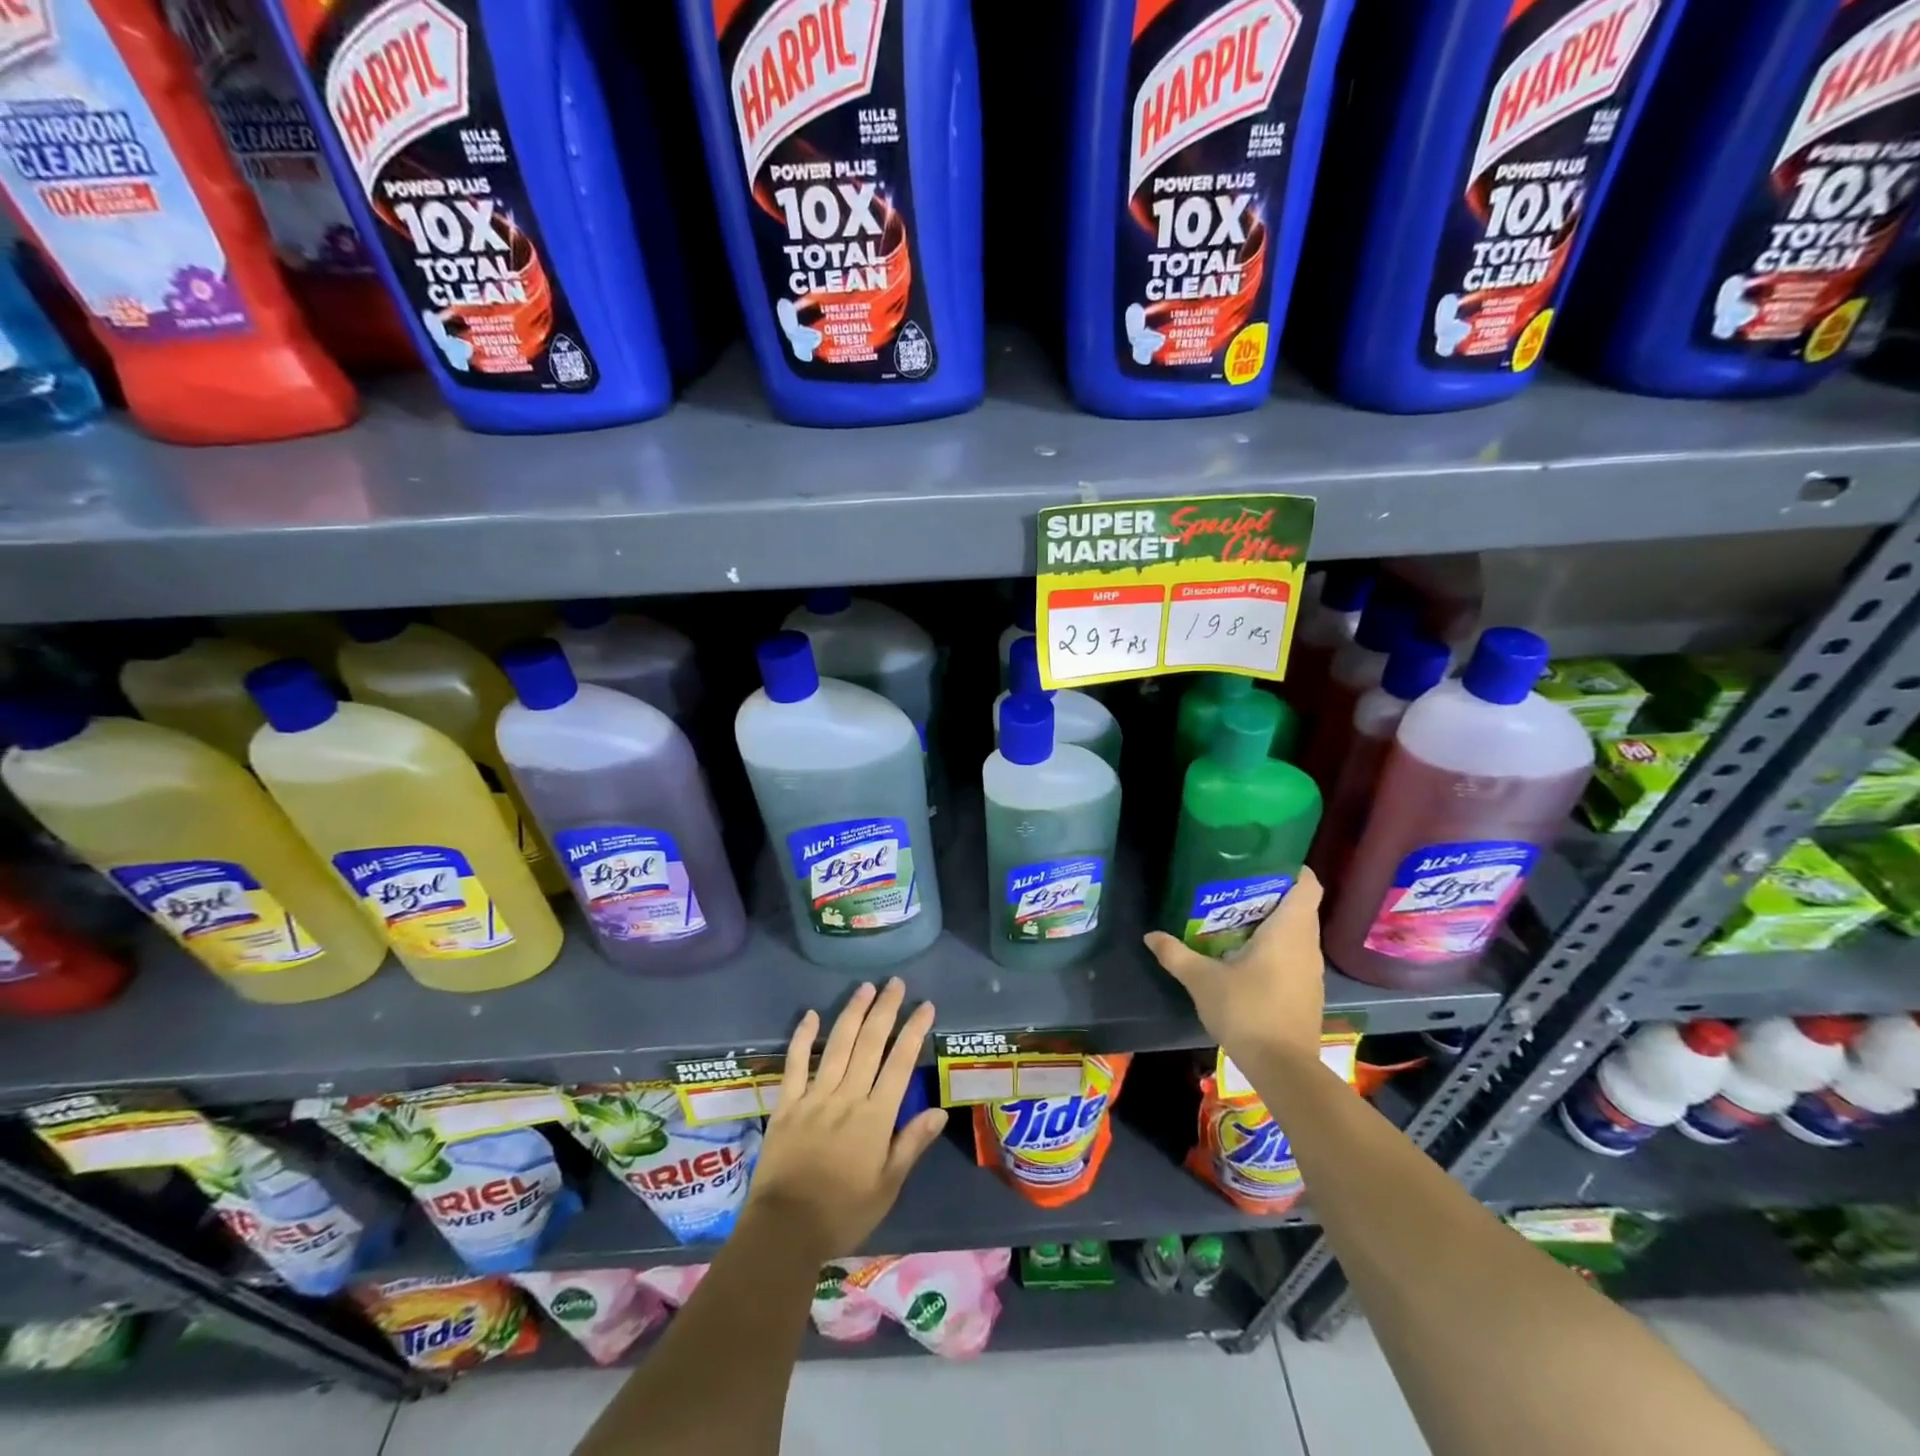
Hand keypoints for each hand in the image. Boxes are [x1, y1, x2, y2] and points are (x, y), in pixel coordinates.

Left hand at [745, 978, 947, 1262]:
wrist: (784, 1231)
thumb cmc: (843, 1213)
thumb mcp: (887, 1187)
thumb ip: (911, 1144)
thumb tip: (939, 1109)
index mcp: (874, 1117)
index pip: (900, 1064)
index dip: (914, 1032)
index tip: (926, 1006)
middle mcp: (846, 1097)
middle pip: (870, 1044)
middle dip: (885, 1010)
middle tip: (896, 983)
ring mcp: (814, 1097)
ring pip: (838, 1045)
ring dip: (852, 1013)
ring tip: (865, 988)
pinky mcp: (786, 1104)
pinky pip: (795, 1064)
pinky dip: (803, 1038)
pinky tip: (811, 1015)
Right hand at [1144, 869, 1325, 1068]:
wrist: (1283, 1068)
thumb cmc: (1246, 1011)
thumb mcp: (1202, 980)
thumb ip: (1175, 954)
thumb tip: (1150, 935)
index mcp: (1289, 930)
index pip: (1308, 884)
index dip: (1290, 868)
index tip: (1263, 863)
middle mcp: (1308, 945)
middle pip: (1300, 906)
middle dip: (1272, 894)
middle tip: (1236, 889)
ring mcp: (1312, 970)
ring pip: (1298, 933)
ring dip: (1274, 923)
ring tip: (1236, 919)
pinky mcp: (1309, 991)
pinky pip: (1296, 955)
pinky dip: (1277, 947)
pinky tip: (1247, 957)